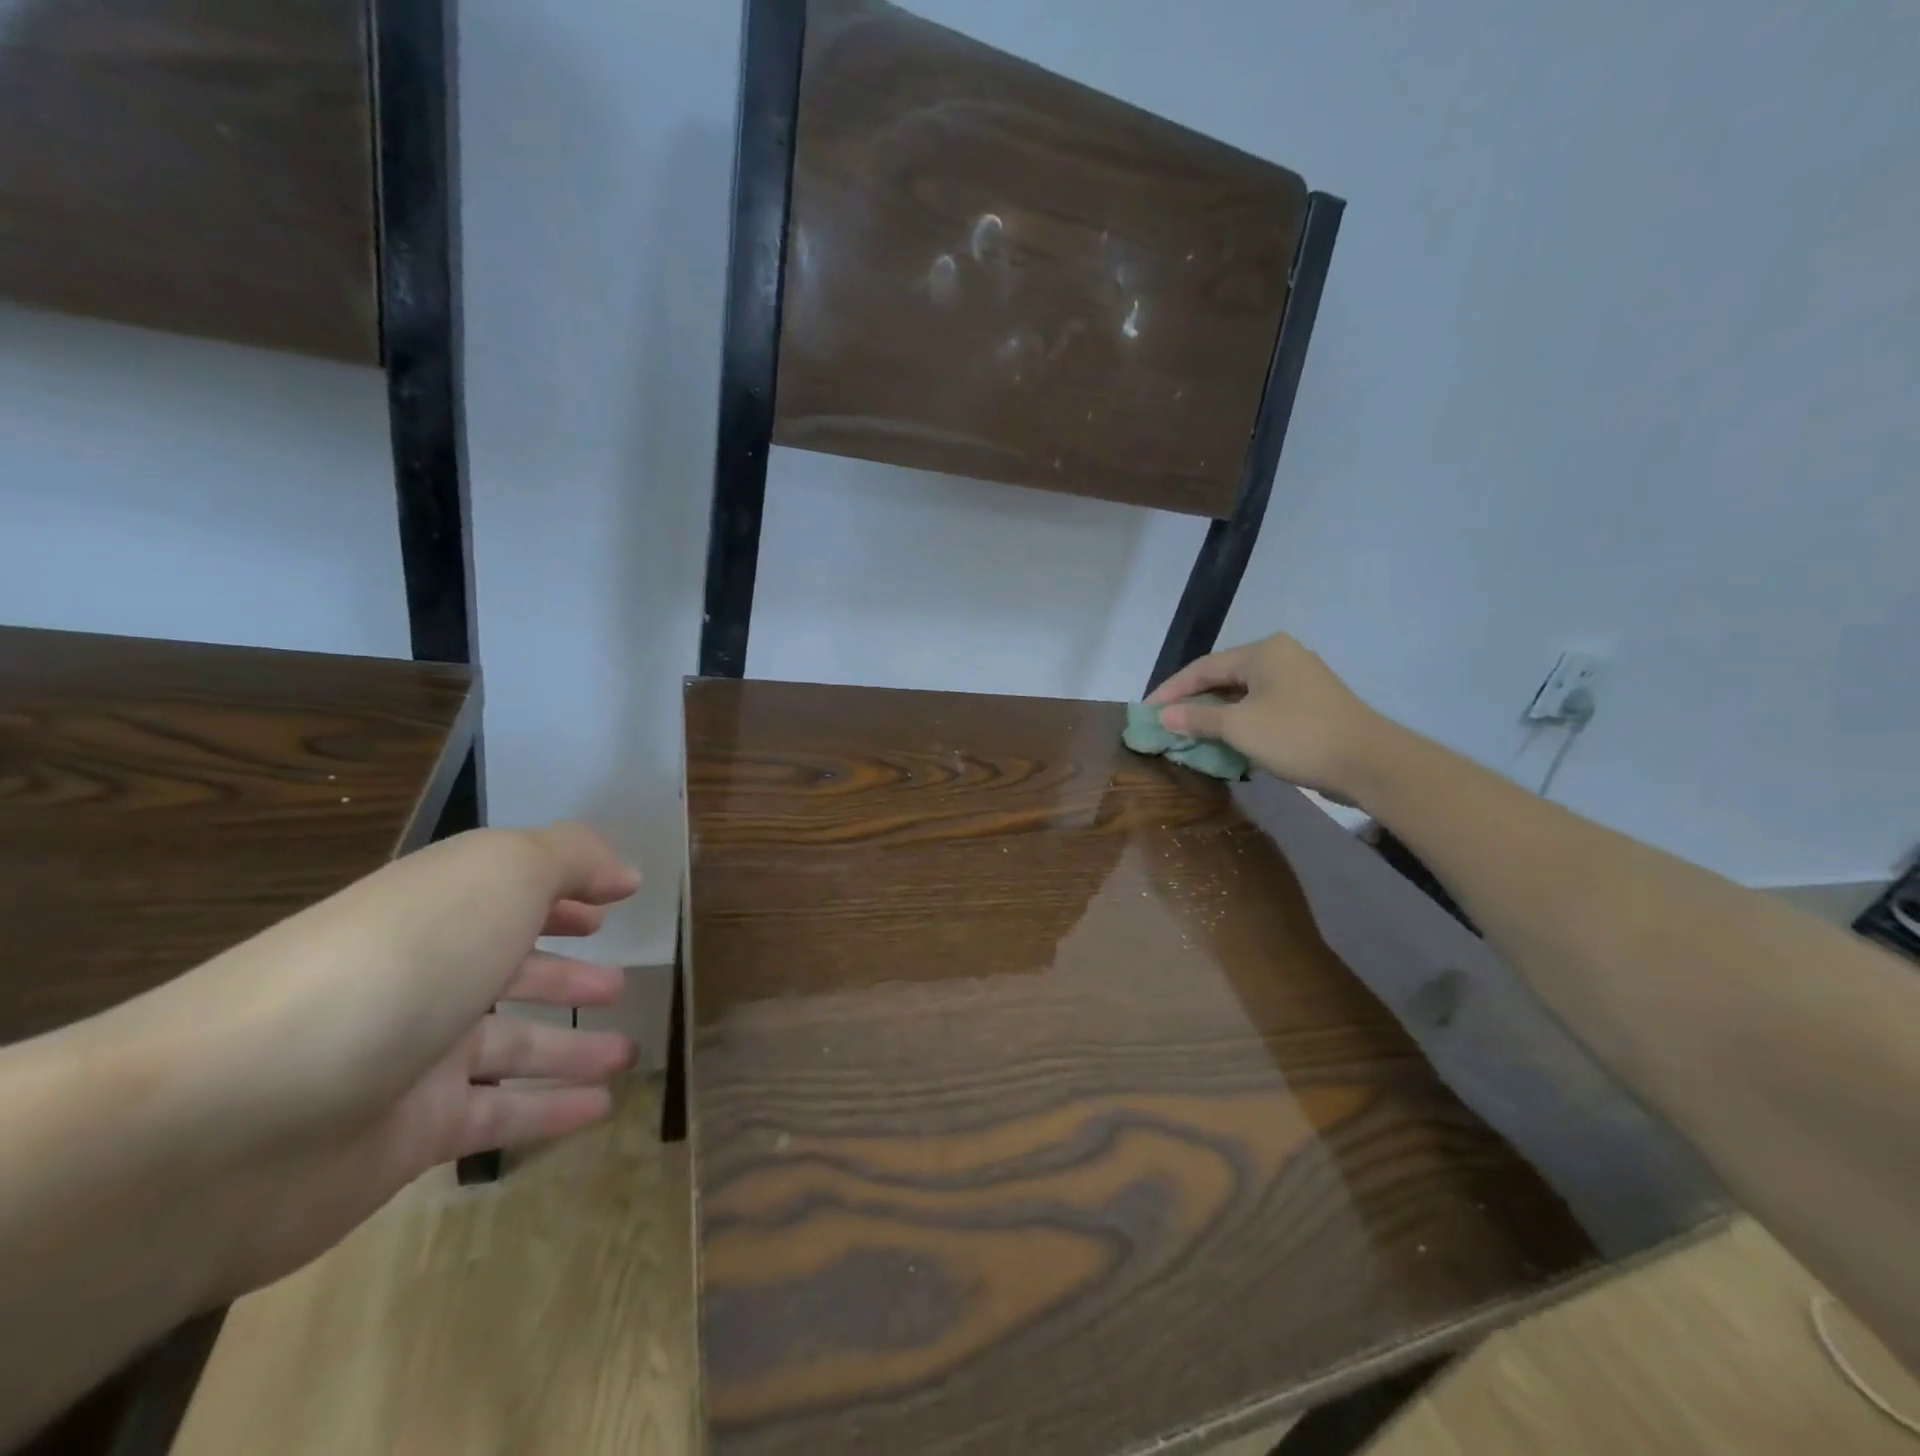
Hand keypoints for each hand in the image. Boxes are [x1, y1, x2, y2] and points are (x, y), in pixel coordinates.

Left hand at [112, 824, 642, 1299]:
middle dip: (567, 974)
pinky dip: (550, 1111)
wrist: (232, 1117)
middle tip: (618, 985)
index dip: (565, 894)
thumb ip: (570, 858)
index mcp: (439, 911)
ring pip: (511, 1047)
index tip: (616, 902)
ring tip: (627, 1053)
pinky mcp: (407, 1137)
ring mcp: (413, 1060)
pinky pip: (497, 1115)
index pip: (510, 893)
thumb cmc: (397, 963)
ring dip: (573, 1047)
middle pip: (509, 971)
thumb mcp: (499, 875)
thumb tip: (622, 873)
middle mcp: (425, 978)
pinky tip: (598, 1109)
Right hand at [1147, 632, 1388, 801]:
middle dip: (1193, 700)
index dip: (1171, 689)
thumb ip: (1197, 718)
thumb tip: (1164, 715)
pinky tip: (1227, 737)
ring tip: (1190, 730)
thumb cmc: (1296, 735)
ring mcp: (1301, 677)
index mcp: (1263, 651)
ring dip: (1216, 712)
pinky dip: (1240, 718)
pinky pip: (1263, 704)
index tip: (1146, 710)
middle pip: (1224, 676)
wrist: (1369, 762)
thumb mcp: (1238, 727)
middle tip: (1166, 720)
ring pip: (1244, 692)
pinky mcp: (1312, 701)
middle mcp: (1282, 655)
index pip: (1203, 667)